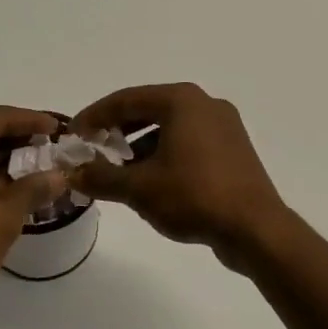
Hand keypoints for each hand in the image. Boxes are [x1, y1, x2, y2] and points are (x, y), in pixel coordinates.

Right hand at [70, 83, 290, 258]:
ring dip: (140, 146)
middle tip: (93, 150)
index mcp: (182, 101)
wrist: (255, 229)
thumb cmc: (194, 197)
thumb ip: (101, 177)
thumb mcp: (139, 188)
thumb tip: (72, 174)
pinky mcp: (233, 150)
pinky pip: (189, 143)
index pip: (126, 99)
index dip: (95, 116)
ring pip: (170, 128)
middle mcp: (205, 104)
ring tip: (118, 171)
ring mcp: (224, 126)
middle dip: (118, 130)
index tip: (73, 135)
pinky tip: (151, 181)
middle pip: (149, 109)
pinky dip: (165, 154)